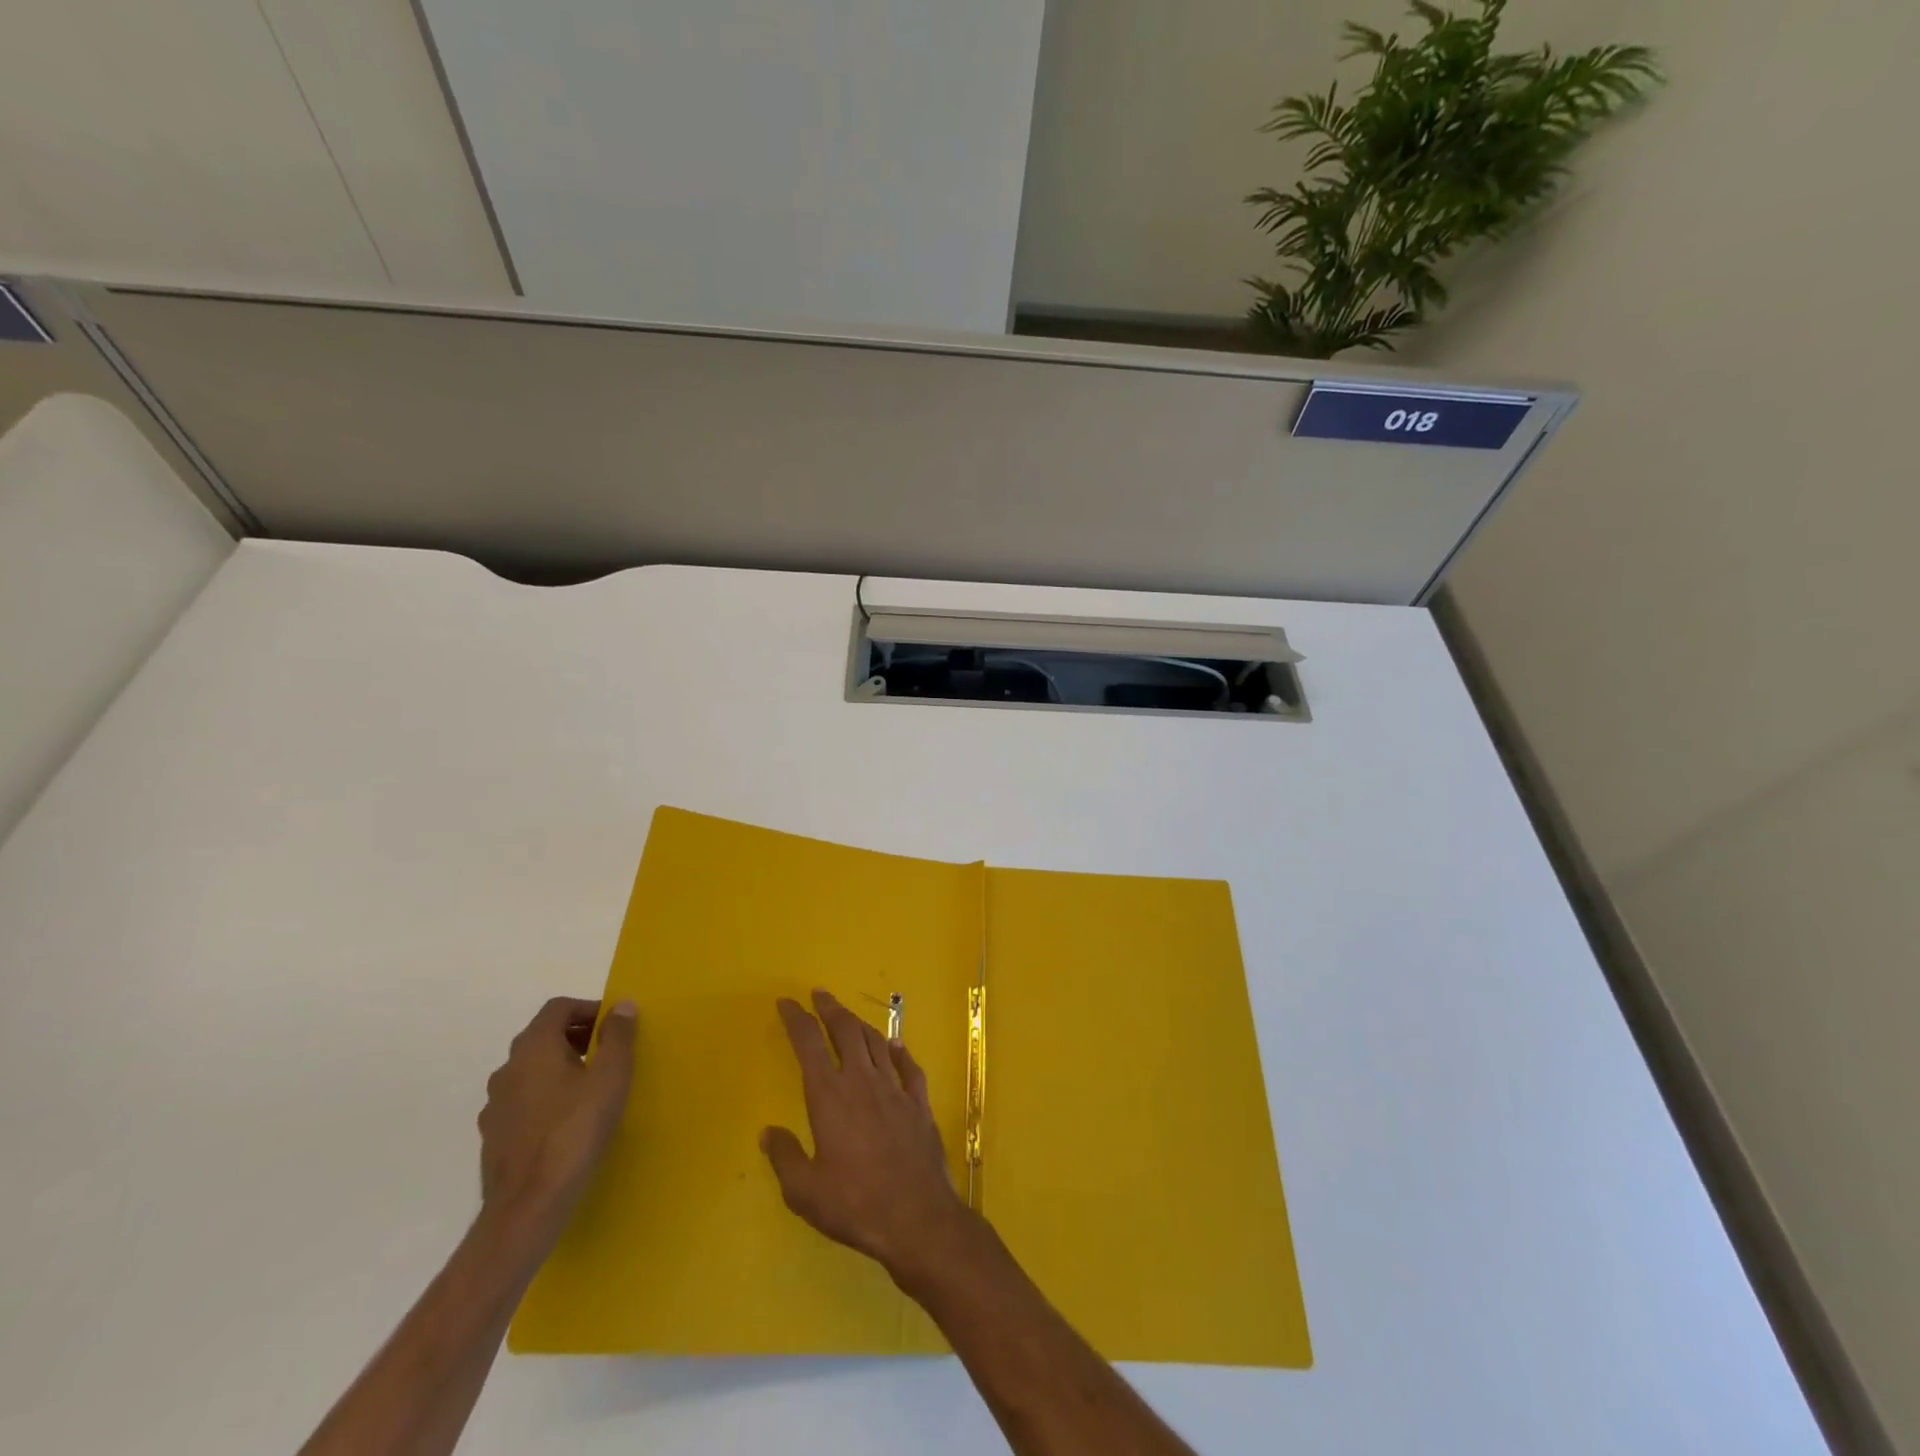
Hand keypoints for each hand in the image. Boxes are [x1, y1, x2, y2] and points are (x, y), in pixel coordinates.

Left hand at [478, 996, 636, 1245]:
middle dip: (576, 1037)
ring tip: (590, 1089)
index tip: (614, 1026)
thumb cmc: (575, 1130)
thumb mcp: (610, 1076)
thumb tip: (622, 1004)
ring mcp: (495, 1105)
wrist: (528, 1205)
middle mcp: (507, 1068)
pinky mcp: (493, 1136)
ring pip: (531, 1070)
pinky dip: (545, 1098)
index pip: (558, 1007)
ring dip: (559, 1068)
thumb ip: (618, 1035)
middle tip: (607, 1054)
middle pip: (543, 1036)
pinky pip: (523, 1101)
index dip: (588, 1009)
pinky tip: (566, 1122)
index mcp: (533, 1047)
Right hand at [762, 989, 974, 1286]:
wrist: (918, 1217)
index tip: (787, 1002)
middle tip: (820, 994)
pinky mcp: (919, 1103)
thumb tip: (768, 1131)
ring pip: (877, 1042)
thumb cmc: (855, 1204)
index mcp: (830, 1096)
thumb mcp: (805, 1191)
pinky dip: (899, 1051)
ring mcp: (895, 1089)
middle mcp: (863, 1081)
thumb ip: (785, 1157)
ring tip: (849, 1017)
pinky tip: (895, 1045)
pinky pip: (908, 1067)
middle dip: (830, 1009)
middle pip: (846, 1031)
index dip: (797, 1019)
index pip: (809, 1044)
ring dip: (860, 1024)